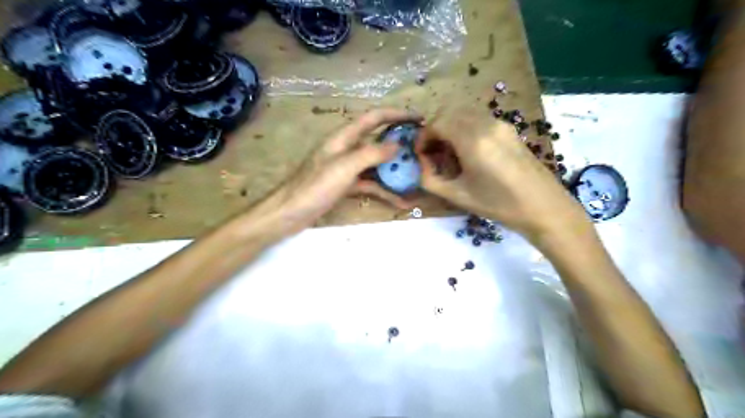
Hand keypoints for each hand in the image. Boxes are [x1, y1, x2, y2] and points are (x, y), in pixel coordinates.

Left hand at [245, 107, 417, 237]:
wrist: (289, 213)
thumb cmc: (314, 187)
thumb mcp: (344, 167)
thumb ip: (371, 154)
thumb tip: (397, 145)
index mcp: (343, 137)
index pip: (374, 117)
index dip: (396, 114)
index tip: (419, 118)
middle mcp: (346, 149)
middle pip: (377, 140)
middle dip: (399, 142)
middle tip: (422, 149)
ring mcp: (346, 168)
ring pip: (376, 164)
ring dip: (394, 170)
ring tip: (417, 176)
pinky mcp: (346, 185)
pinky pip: (370, 184)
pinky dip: (384, 190)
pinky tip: (400, 201)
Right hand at [417, 118, 590, 240]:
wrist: (544, 207)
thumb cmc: (499, 205)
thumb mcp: (458, 196)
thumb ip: (430, 180)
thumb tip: (423, 164)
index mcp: (473, 140)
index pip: (437, 123)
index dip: (423, 137)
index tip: (420, 154)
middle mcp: (486, 125)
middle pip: (449, 113)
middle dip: (435, 130)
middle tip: (432, 153)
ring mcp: (501, 124)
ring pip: (465, 114)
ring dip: (450, 128)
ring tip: (449, 154)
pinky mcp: (509, 129)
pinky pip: (479, 120)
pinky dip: (465, 129)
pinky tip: (468, 152)